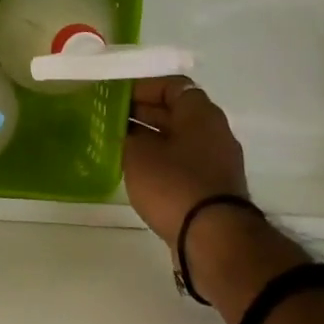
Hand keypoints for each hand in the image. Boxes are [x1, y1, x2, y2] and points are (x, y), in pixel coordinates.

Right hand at [122, 76, 249, 245]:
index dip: (141, 88)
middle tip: (108, 119)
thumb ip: (127, 135)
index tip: (114, 97)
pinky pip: (181, 162)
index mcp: (200, 114)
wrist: (212, 238)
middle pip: (174, 112)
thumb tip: (126, 132)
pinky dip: (158, 161)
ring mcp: (215, 161)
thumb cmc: (173, 184)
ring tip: (115, 145)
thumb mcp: (137, 153)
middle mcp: (213, 132)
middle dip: (141, 113)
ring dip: (148, 139)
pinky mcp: (211, 188)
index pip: (171, 86)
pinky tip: (134, 170)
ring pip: (176, 139)